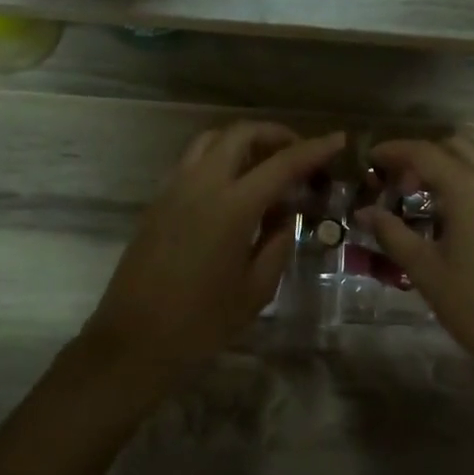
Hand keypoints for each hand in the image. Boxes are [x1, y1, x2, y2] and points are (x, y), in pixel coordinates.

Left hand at [85, 122, 344, 368]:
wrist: (135, 339)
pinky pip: (192, 161)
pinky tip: (232, 186)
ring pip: (211, 141)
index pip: (282, 164)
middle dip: (275, 135)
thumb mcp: (256, 289)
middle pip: (241, 135)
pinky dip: (218, 158)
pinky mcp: (158, 201)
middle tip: (298, 152)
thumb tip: (284, 216)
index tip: (338, 139)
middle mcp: (201, 185)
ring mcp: (174, 189)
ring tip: (264, 163)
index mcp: (232, 207)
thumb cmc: (202, 321)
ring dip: (242, 141)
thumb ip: (277, 243)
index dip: (314, 149)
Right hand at [354, 136, 473, 363]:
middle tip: (402, 183)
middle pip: (456, 145)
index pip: (424, 152)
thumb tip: (364, 212)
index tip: (372, 159)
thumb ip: (392, 234)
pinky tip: (468, 206)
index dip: (394, 151)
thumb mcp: (425, 270)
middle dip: (424, 155)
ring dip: (456, 160)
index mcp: (468, 187)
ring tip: (436, 190)